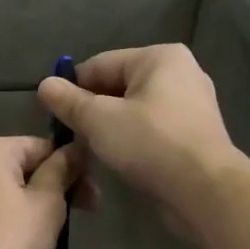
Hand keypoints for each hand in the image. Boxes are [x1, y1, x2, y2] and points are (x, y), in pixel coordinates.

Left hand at [0, 136, 89, 248]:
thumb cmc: (12, 237)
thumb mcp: (48, 201)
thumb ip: (63, 169)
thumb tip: (75, 149)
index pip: (38, 147)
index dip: (69, 167)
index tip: (90, 192)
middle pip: (17, 167)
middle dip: (50, 187)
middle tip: (82, 212)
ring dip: (27, 203)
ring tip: (49, 231)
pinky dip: (1, 217)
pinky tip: (17, 241)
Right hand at [36, 45, 244, 240]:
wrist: (205, 191)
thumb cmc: (150, 144)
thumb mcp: (99, 120)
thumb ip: (69, 101)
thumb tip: (44, 84)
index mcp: (160, 58)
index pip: (100, 65)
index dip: (72, 88)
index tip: (53, 115)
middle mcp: (180, 73)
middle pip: (118, 86)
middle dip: (92, 110)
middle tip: (72, 136)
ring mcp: (191, 105)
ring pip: (134, 110)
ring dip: (110, 128)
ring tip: (92, 150)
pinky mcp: (194, 135)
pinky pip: (152, 129)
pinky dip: (133, 140)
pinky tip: (120, 159)